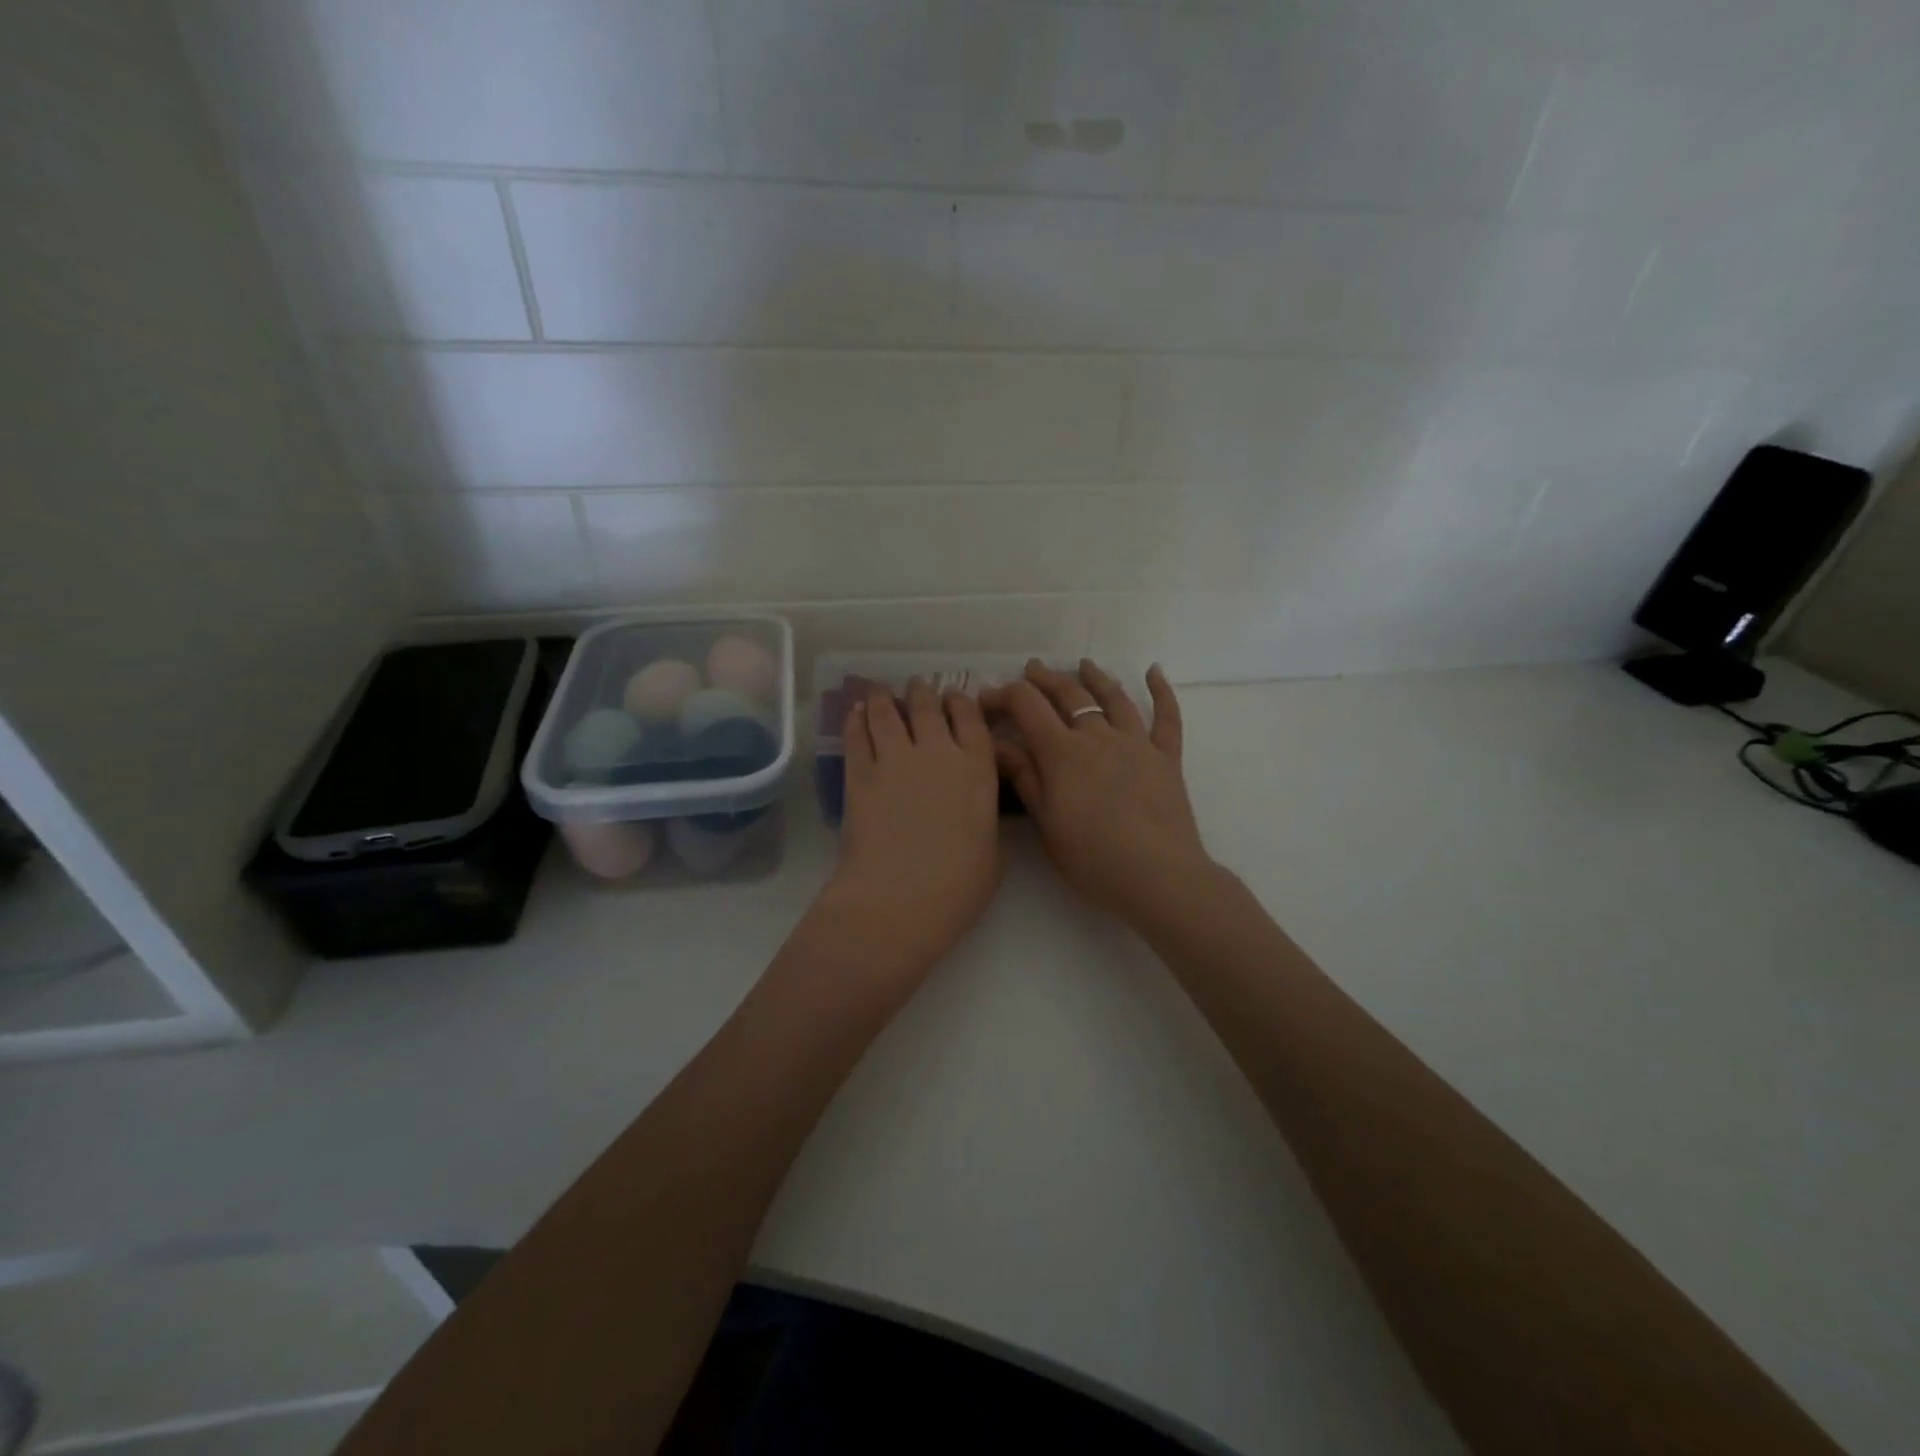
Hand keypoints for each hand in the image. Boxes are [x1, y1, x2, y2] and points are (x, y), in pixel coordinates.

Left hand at [824, 679, 1002, 978]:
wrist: (900, 898)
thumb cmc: (958, 886)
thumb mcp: (992, 853)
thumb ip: (984, 821)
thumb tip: (974, 812)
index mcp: (977, 769)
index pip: (970, 720)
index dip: (961, 703)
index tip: (954, 697)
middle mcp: (937, 753)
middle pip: (928, 708)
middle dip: (923, 692)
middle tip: (917, 686)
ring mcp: (895, 760)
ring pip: (888, 714)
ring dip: (885, 698)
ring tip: (880, 691)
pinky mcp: (859, 775)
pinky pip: (857, 736)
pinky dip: (856, 719)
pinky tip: (855, 712)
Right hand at [983, 660, 1214, 925]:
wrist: (1157, 875)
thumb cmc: (1091, 857)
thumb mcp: (1045, 820)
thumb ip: (1024, 776)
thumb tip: (997, 741)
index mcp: (1062, 752)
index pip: (1027, 706)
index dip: (1003, 695)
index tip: (986, 698)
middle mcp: (1098, 736)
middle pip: (1069, 695)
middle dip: (1044, 680)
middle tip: (1030, 671)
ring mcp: (1136, 743)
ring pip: (1114, 698)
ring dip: (1095, 677)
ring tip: (1083, 665)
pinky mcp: (1166, 757)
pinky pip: (1166, 717)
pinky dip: (1161, 691)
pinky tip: (1154, 671)